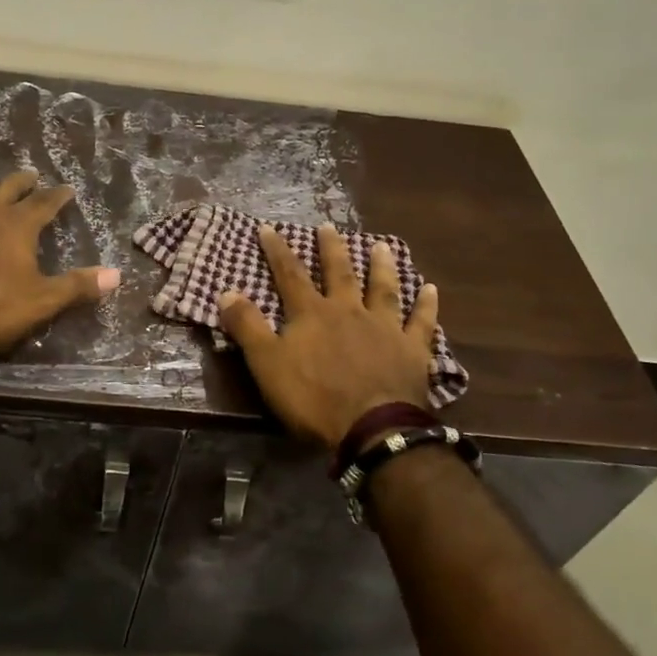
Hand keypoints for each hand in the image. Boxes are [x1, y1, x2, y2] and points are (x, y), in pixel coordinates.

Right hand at [217, 225, 439, 451]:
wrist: (372, 428)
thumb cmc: (313, 398)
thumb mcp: (267, 364)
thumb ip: (247, 327)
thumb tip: (226, 292)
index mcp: (312, 314)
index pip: (290, 275)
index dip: (278, 251)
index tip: (269, 228)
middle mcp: (349, 311)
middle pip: (339, 273)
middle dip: (331, 249)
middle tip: (329, 226)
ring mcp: (384, 328)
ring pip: (383, 289)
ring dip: (381, 266)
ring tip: (381, 246)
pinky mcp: (412, 350)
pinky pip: (420, 322)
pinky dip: (425, 305)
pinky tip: (430, 289)